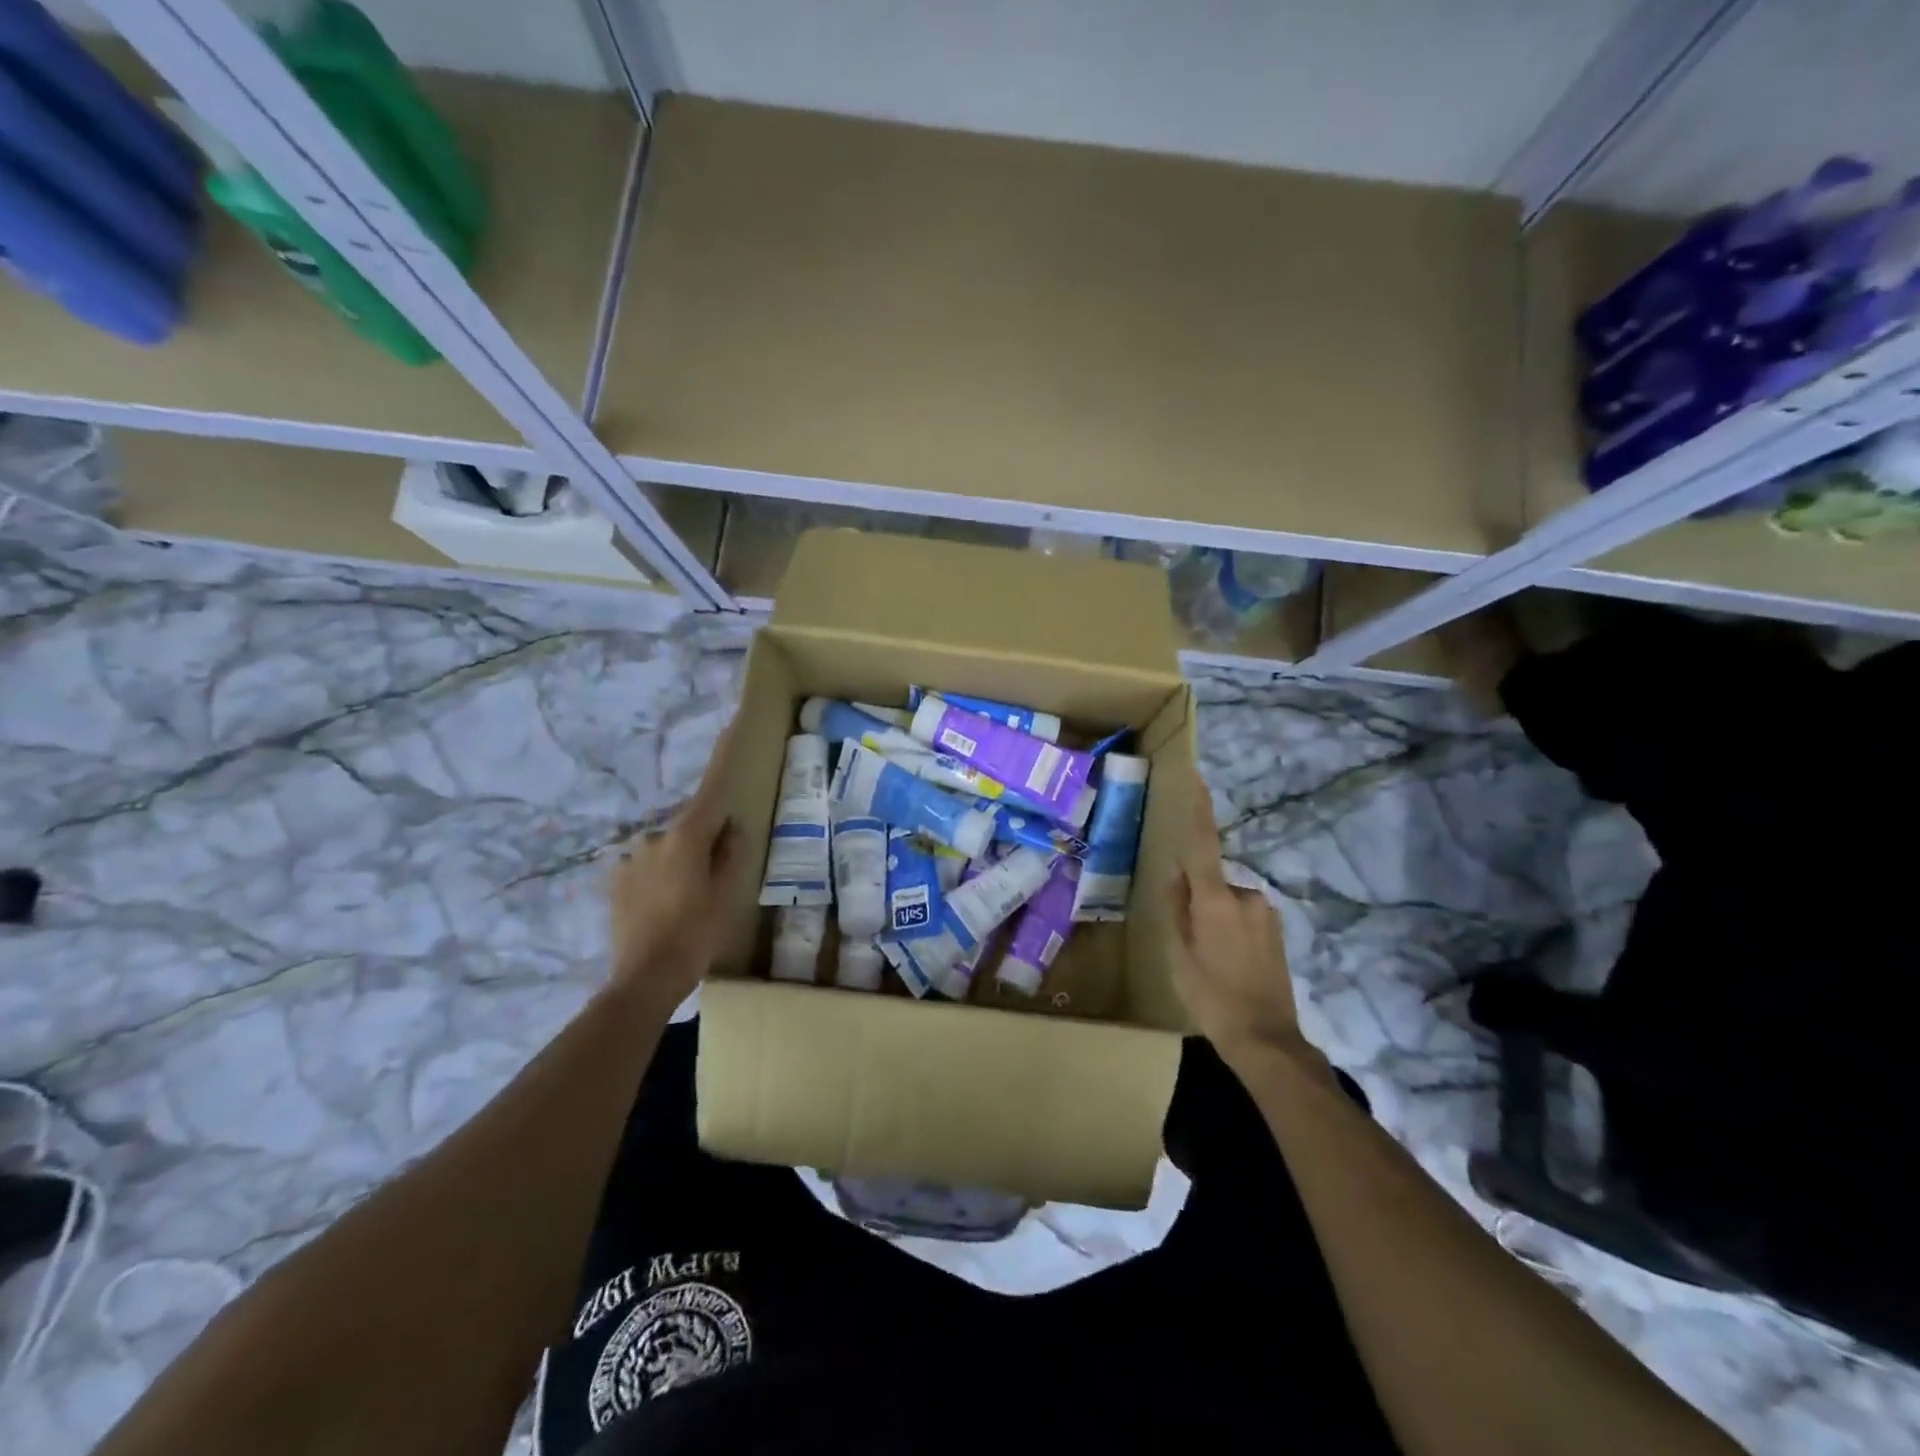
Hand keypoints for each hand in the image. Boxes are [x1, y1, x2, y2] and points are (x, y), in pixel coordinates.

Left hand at [606, 724, 738, 1010]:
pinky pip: (647, 866)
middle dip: (705, 839)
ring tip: (687, 901)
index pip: (711, 789)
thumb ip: (731, 853)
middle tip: (716, 877)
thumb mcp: (726, 895)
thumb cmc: (695, 934)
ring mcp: (630, 857)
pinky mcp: (614, 879)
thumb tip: (731, 824)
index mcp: (686, 837)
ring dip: (680, 861)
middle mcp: (654, 836)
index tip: (732, 721)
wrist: (643, 979)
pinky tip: (664, 908)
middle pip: (691, 825)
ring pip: (668, 848)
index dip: (723, 754)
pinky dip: (659, 876)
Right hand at [1169, 787, 1308, 1069]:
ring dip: (1215, 918)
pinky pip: (1243, 916)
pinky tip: (1230, 966)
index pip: (1203, 846)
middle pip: (1211, 883)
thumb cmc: (1211, 997)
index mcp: (1216, 902)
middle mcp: (1246, 897)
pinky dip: (1231, 930)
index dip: (1199, 811)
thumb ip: (1177, 909)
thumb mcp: (1179, 955)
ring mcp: (1266, 913)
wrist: (1266, 1039)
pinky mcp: (1277, 929)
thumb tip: (1179, 874)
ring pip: (1227, 902)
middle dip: (1197, 900)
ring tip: (1210, 962)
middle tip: (1190, 943)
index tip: (1196, 778)